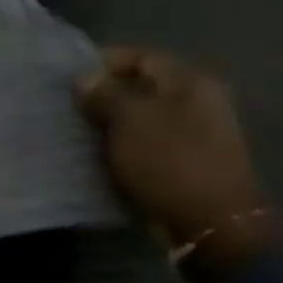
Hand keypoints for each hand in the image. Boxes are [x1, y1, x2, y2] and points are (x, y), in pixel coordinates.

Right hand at [74, 46, 269, 255]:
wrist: (212, 225)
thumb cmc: (170, 161)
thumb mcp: (129, 119)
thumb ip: (104, 93)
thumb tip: (84, 78)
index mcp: (190, 82)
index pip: (141, 56)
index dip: (103, 62)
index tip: (70, 78)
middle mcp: (199, 102)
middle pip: (142, 87)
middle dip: (104, 94)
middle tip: (70, 106)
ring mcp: (197, 134)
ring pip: (143, 117)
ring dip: (112, 122)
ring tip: (79, 131)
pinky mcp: (188, 163)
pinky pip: (148, 143)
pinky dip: (124, 145)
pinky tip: (100, 154)